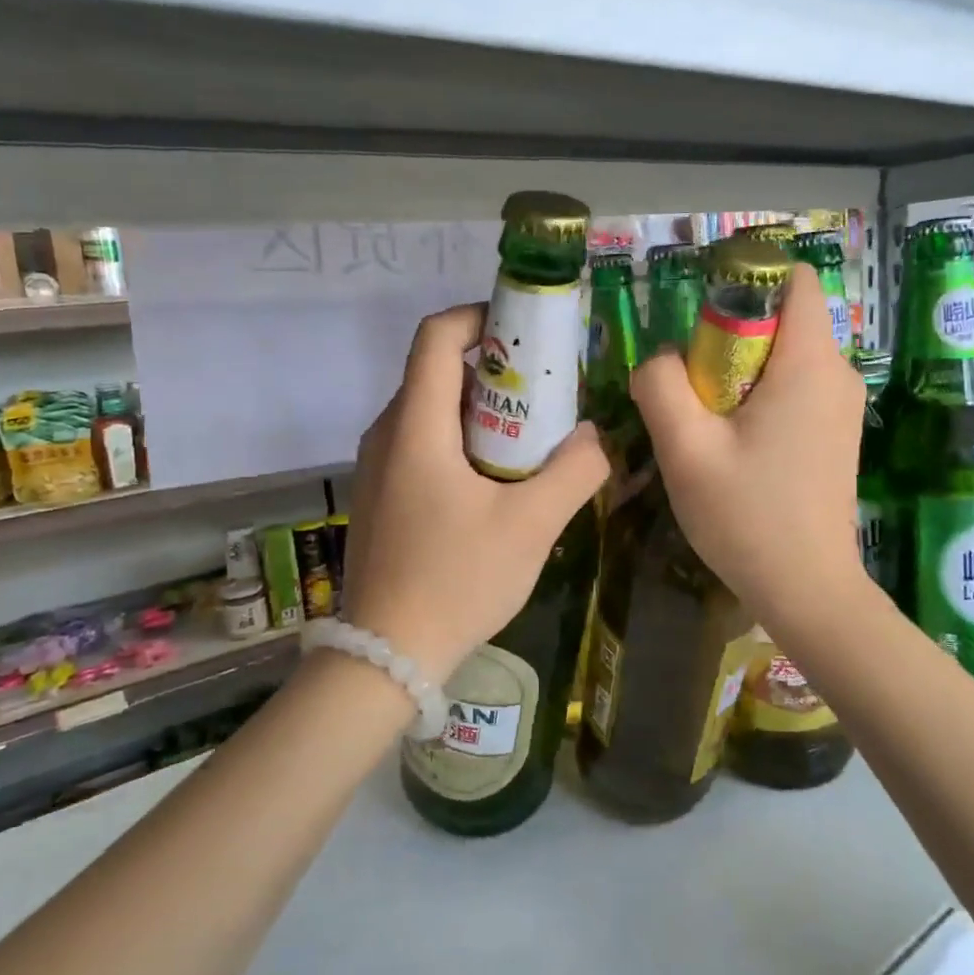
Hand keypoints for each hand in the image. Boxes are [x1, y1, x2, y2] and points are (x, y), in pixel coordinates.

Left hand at [340, 303, 607, 683]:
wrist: (384, 657)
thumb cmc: (457, 580)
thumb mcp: (532, 525)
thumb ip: (575, 470)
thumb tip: (596, 436)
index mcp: (415, 426)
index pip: (436, 336)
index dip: (480, 317)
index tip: (526, 332)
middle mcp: (387, 433)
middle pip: (437, 371)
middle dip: (494, 368)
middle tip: (545, 391)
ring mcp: (377, 467)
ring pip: (431, 410)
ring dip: (481, 408)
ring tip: (531, 436)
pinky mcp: (381, 496)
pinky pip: (422, 443)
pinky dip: (461, 440)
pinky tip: (497, 480)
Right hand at [631, 264, 867, 631]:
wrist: (808, 592)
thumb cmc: (748, 517)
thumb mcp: (686, 449)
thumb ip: (661, 386)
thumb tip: (661, 359)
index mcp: (810, 363)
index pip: (795, 279)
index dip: (746, 282)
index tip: (702, 322)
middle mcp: (838, 373)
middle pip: (782, 318)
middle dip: (730, 336)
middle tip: (692, 386)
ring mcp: (842, 406)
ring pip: (784, 355)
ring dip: (739, 371)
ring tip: (705, 420)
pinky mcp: (835, 433)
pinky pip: (794, 387)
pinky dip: (758, 396)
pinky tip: (732, 443)